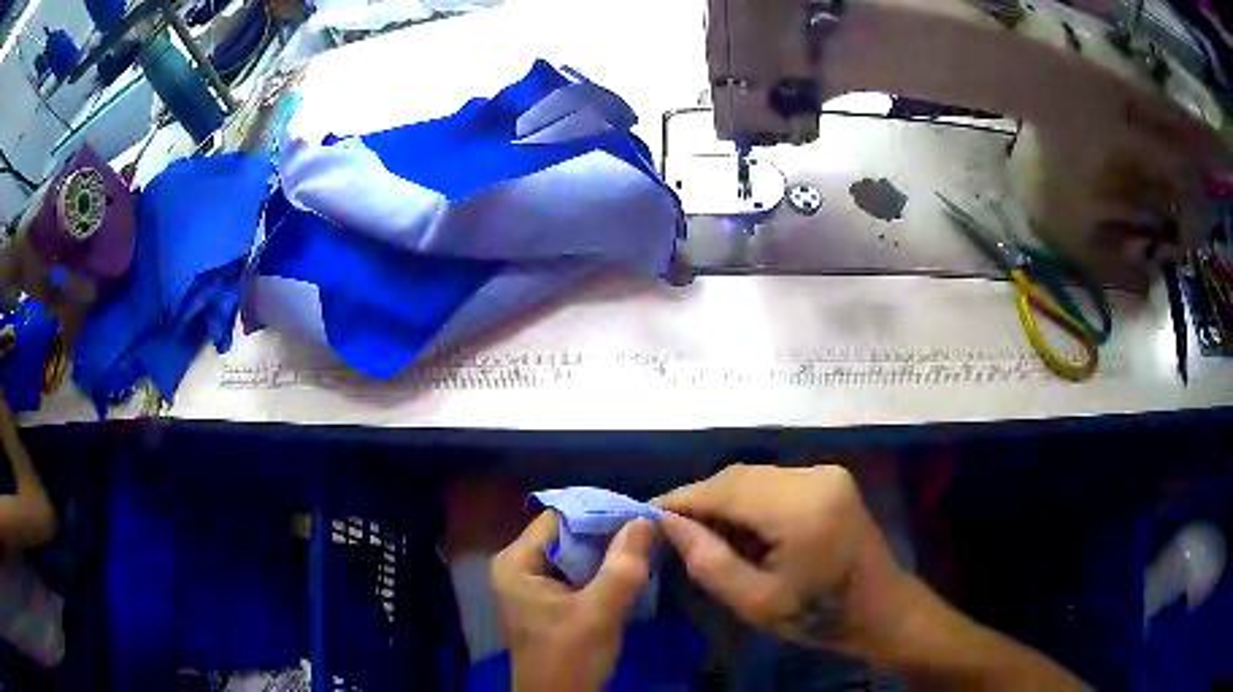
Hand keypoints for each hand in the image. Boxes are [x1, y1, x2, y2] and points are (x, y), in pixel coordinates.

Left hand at [492, 512, 655, 691]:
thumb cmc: (570, 658)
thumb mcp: (599, 613)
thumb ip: (622, 567)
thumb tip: (645, 520)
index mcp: (515, 563)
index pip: (558, 518)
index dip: (598, 513)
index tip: (638, 512)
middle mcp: (519, 566)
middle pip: (567, 535)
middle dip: (606, 532)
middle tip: (647, 527)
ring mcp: (533, 584)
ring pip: (575, 554)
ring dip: (608, 551)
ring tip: (645, 542)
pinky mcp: (549, 600)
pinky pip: (578, 572)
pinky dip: (602, 569)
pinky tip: (630, 567)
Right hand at [656, 464, 906, 656]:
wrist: (880, 608)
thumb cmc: (819, 615)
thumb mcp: (754, 602)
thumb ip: (707, 560)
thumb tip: (666, 523)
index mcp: (802, 510)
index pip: (726, 489)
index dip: (682, 498)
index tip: (646, 514)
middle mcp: (815, 477)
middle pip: (739, 477)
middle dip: (701, 500)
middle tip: (672, 530)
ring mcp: (825, 473)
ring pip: (754, 476)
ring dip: (724, 500)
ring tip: (704, 534)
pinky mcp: (829, 477)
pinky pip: (773, 481)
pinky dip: (748, 500)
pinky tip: (740, 529)